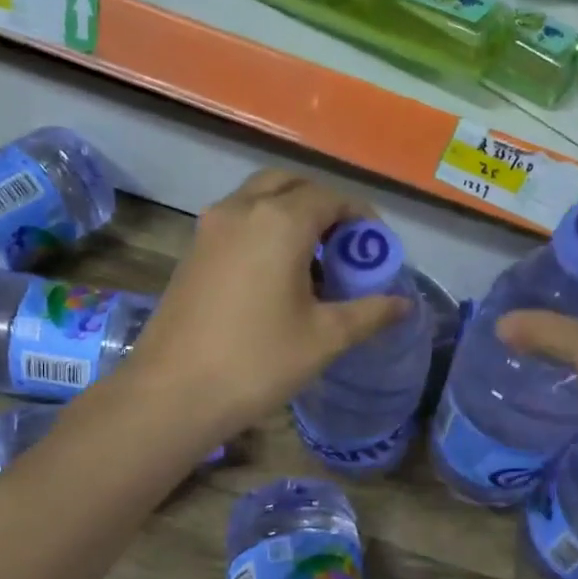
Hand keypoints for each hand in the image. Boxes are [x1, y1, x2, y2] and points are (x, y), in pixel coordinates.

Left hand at [126, 171, 408, 435]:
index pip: (330, 197)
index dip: (360, 217)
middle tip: (342, 244)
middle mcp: (241, 210)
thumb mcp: (324, 338)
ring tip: (312, 261)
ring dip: (289, 214)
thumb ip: (369, 313)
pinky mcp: (192, 252)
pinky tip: (275, 277)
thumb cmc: (258, 362)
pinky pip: (236, 222)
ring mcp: (209, 229)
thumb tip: (404, 304)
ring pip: (258, 199)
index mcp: (279, 221)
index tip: (376, 246)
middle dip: (321, 205)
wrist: (173, 393)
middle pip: (289, 185)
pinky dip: (262, 230)